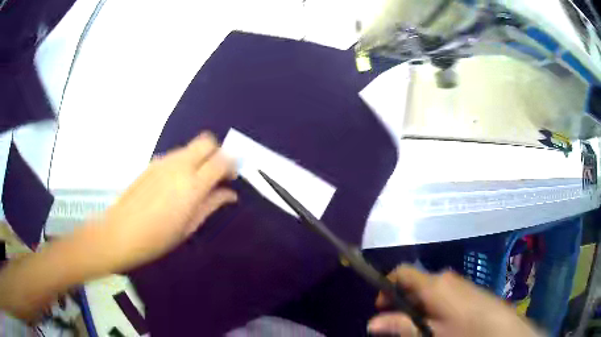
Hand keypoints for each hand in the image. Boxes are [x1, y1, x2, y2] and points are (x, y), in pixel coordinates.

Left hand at [100, 132, 236, 271]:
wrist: (120, 233)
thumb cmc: (157, 238)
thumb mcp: (188, 226)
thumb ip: (211, 204)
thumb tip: (230, 193)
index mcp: (191, 185)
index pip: (221, 159)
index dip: (232, 164)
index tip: (231, 178)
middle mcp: (179, 165)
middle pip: (206, 142)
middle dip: (217, 153)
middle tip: (216, 174)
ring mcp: (163, 161)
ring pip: (190, 147)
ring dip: (200, 158)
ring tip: (196, 182)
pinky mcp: (152, 163)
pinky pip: (176, 155)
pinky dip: (184, 162)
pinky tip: (176, 184)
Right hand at [368, 265, 542, 336]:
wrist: (500, 328)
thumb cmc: (463, 331)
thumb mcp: (430, 333)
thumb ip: (401, 326)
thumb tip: (372, 323)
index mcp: (433, 284)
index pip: (402, 272)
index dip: (387, 286)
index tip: (381, 306)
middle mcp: (445, 278)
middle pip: (415, 282)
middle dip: (401, 301)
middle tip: (396, 323)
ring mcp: (458, 283)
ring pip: (428, 289)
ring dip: (416, 305)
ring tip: (416, 326)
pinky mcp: (467, 290)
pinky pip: (442, 293)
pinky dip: (431, 306)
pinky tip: (436, 323)